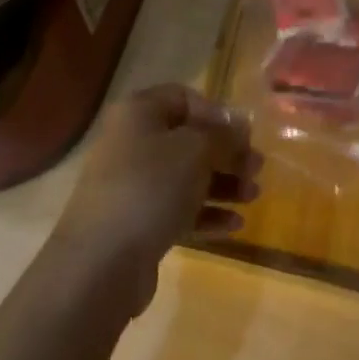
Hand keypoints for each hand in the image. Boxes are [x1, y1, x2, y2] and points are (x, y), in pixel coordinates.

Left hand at [49, 84, 260, 316]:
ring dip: (222, 184)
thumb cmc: (151, 187)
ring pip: (185, 176)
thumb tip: (240, 123)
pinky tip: (235, 225)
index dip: (216, 113)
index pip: (183, 97)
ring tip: (254, 196)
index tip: (243, 135)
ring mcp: (132, 185)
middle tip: (257, 169)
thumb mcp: (196, 150)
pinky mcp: (136, 223)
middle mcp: (132, 142)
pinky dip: (206, 213)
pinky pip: (177, 209)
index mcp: (139, 113)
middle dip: (226, 153)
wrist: (101, 262)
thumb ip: (223, 134)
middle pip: (187, 139)